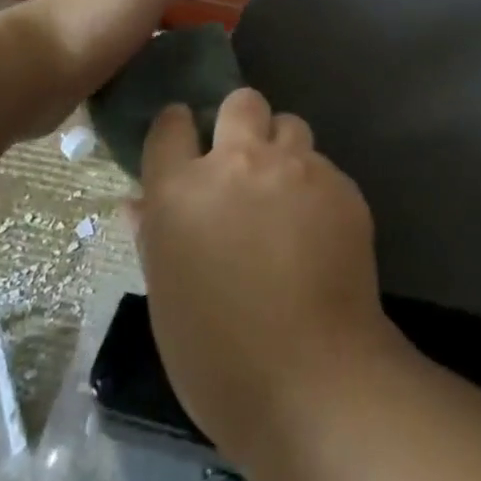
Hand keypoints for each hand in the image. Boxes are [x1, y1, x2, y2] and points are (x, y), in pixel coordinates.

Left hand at [0, 0, 242, 133]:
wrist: (25, 71)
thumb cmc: (97, 21)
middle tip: (231, 6)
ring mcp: (98, 30)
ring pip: (147, 21)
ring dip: (174, 24)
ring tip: (201, 44)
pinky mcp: (85, 66)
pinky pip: (132, 54)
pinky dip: (152, 55)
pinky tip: (160, 75)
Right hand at [133, 88, 403, 463]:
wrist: (311, 378)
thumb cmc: (216, 356)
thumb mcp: (166, 296)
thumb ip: (155, 235)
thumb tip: (139, 202)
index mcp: (182, 190)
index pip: (170, 124)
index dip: (177, 129)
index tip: (185, 144)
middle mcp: (239, 163)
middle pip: (241, 102)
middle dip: (239, 121)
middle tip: (243, 163)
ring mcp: (296, 168)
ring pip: (290, 125)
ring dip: (282, 148)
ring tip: (285, 193)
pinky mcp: (341, 184)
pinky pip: (323, 165)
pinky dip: (315, 185)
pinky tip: (319, 229)